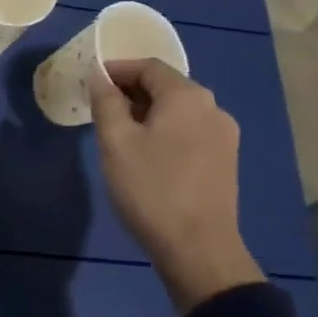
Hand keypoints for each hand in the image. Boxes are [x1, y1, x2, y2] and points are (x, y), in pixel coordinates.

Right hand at [88, 59, 263, 313]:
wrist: (199, 249)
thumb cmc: (151, 189)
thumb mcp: (116, 142)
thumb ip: (106, 102)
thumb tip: (100, 77)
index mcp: (187, 96)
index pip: (148, 66)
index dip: (117, 69)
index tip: (91, 82)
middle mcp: (212, 108)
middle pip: (166, 87)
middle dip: (131, 92)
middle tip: (101, 109)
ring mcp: (224, 136)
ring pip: (179, 111)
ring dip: (148, 113)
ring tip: (121, 134)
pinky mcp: (226, 161)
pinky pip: (190, 132)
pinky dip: (166, 132)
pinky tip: (148, 155)